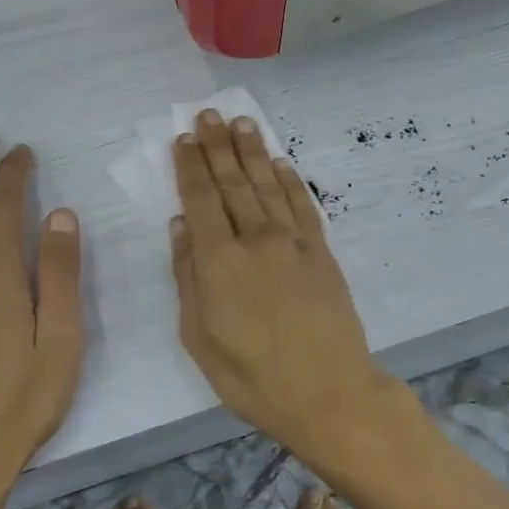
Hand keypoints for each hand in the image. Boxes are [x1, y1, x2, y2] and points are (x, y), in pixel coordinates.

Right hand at [169, 111, 402, 457]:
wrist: (328, 394)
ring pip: (267, 184)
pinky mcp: (321, 251)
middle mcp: (255, 240)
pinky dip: (290, 179)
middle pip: (233, 182)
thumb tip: (180, 226)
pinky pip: (303, 204)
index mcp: (218, 262)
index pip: (200, 200)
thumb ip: (187, 277)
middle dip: (218, 147)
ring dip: (252, 151)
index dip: (190, 167)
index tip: (183, 139)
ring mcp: (293, 242)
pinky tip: (280, 162)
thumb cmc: (252, 377)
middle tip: (209, 114)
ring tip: (241, 123)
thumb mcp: (200, 338)